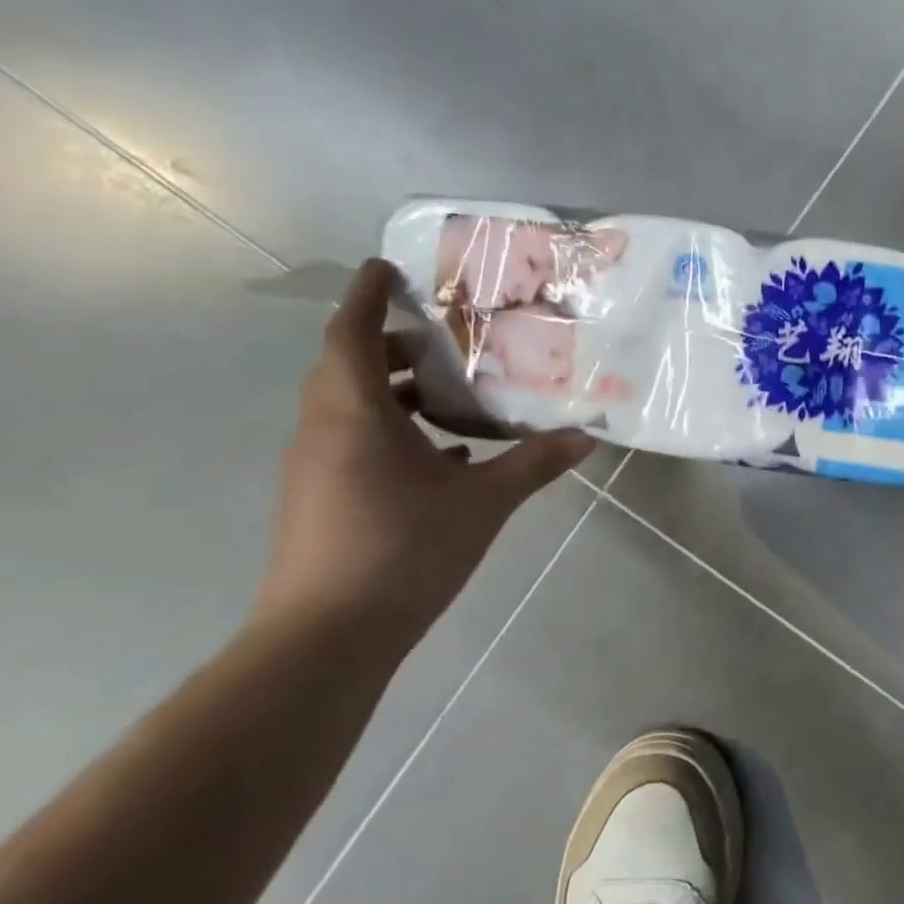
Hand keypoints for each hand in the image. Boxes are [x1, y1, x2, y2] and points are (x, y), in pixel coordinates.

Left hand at [253, 259, 596, 648]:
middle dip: (387, 343)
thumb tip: (588, 435)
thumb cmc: (404, 549)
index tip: (386, 267)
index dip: (364, 295)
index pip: (349, 334)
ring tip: (450, 392)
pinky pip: (352, 441)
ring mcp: (316, 467)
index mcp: (354, 415)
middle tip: (442, 336)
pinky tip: (444, 454)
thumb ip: (535, 462)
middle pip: (346, 366)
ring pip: (348, 406)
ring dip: (391, 389)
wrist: (328, 635)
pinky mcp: (321, 498)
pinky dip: (391, 431)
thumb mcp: (484, 501)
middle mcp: (324, 431)